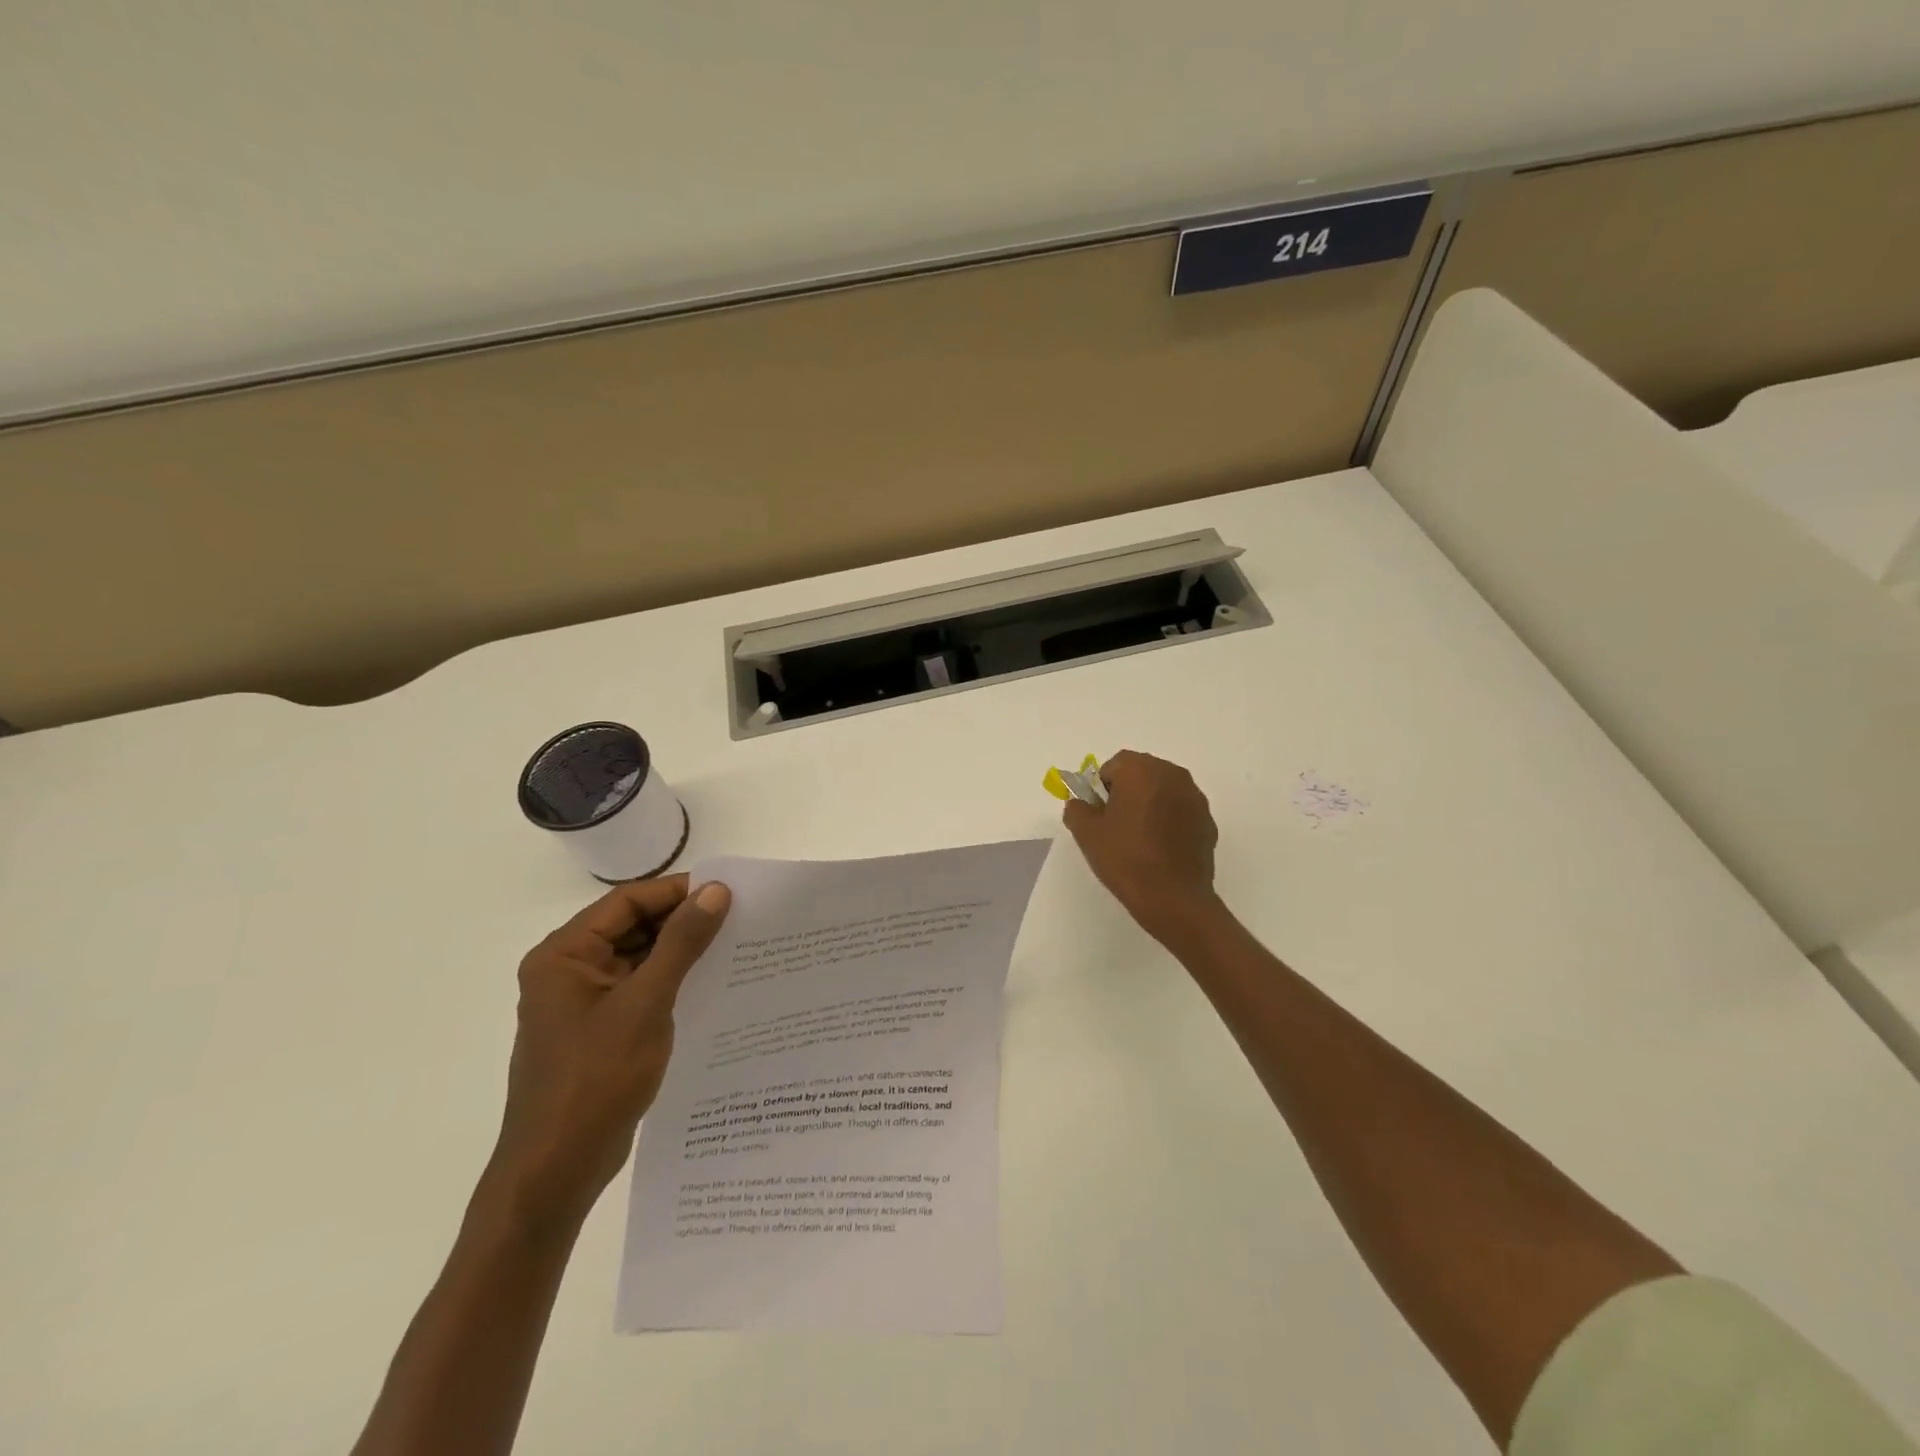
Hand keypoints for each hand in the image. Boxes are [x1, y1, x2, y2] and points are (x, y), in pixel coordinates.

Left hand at [488, 874, 730, 1224]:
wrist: (557, 1170)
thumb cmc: (596, 1078)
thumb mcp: (646, 1002)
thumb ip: (681, 943)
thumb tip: (716, 891)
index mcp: (564, 955)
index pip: (626, 902)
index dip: (676, 892)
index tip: (727, 891)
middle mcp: (568, 970)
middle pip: (632, 927)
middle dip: (681, 921)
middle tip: (738, 917)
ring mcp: (582, 1003)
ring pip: (638, 958)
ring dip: (679, 952)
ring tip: (733, 946)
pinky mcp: (598, 1030)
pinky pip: (638, 988)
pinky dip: (670, 981)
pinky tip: (710, 984)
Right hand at [1063, 750, 1219, 938]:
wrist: (1174, 899)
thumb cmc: (1126, 859)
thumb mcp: (1087, 834)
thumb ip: (1077, 809)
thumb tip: (1081, 804)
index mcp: (1141, 770)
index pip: (1114, 765)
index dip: (1101, 787)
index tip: (1099, 814)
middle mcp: (1172, 775)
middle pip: (1142, 772)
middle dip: (1127, 791)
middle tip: (1116, 824)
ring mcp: (1194, 797)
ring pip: (1163, 790)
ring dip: (1150, 803)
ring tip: (1140, 837)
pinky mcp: (1208, 820)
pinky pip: (1180, 810)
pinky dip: (1169, 819)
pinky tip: (1161, 848)